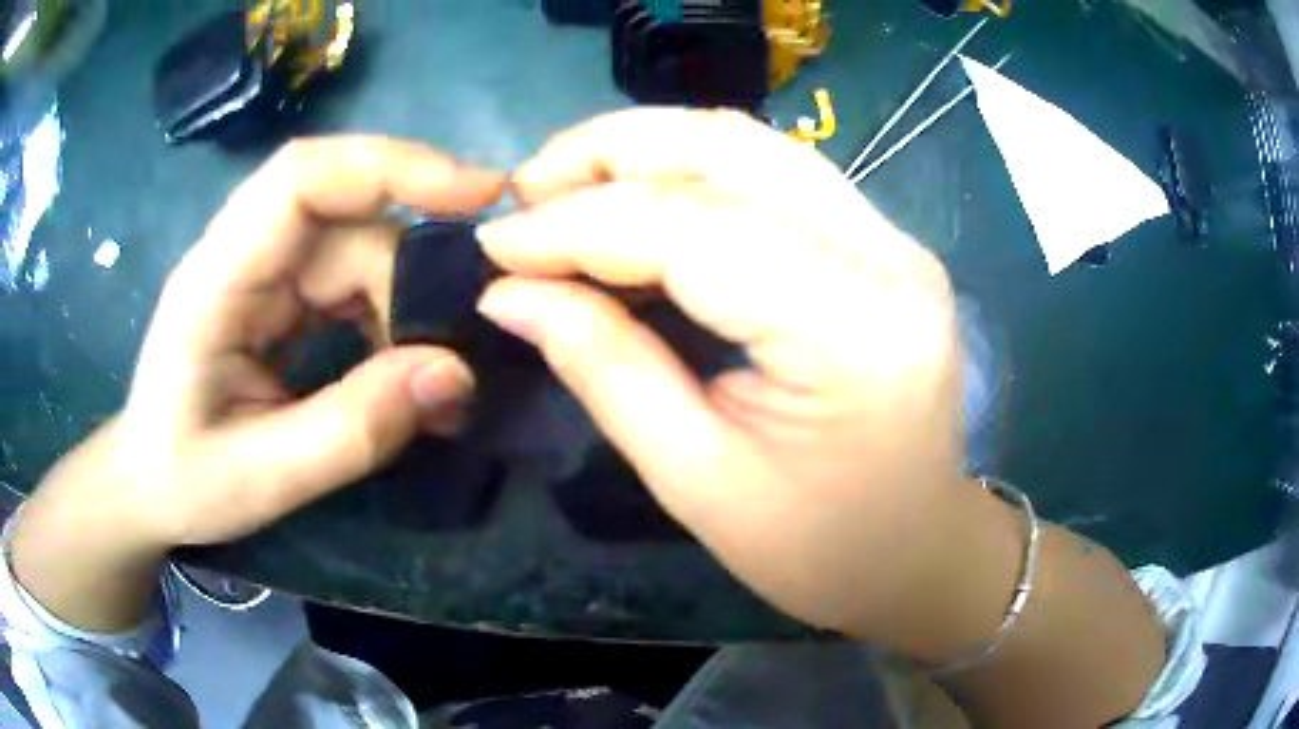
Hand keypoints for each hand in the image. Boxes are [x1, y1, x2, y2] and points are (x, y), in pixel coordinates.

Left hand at [11, 137, 503, 629]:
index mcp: (216, 280)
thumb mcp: (265, 479)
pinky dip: (389, 319)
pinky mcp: (279, 296)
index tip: (478, 193)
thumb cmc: (185, 482)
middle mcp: (243, 256)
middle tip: (450, 360)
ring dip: (404, 306)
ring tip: (432, 381)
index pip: (301, 178)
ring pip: (357, 251)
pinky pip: (349, 283)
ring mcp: (262, 273)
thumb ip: (353, 429)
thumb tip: (453, 372)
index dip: (390, 165)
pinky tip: (402, 371)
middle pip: (346, 222)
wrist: (149, 487)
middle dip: (409, 281)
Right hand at [479, 111, 1166, 728]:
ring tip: (564, 185)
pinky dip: (690, 173)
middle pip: (731, 149)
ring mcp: (892, 240)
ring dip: (646, 150)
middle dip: (610, 152)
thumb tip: (510, 292)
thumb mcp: (699, 481)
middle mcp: (886, 256)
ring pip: (752, 145)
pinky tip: (635, 197)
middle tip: (526, 188)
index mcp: (855, 329)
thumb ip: (605, 368)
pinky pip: (772, 175)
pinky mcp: (881, 244)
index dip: (577, 226)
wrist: (920, 552)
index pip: (692, 231)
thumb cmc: (821, 550)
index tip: (495, 244)